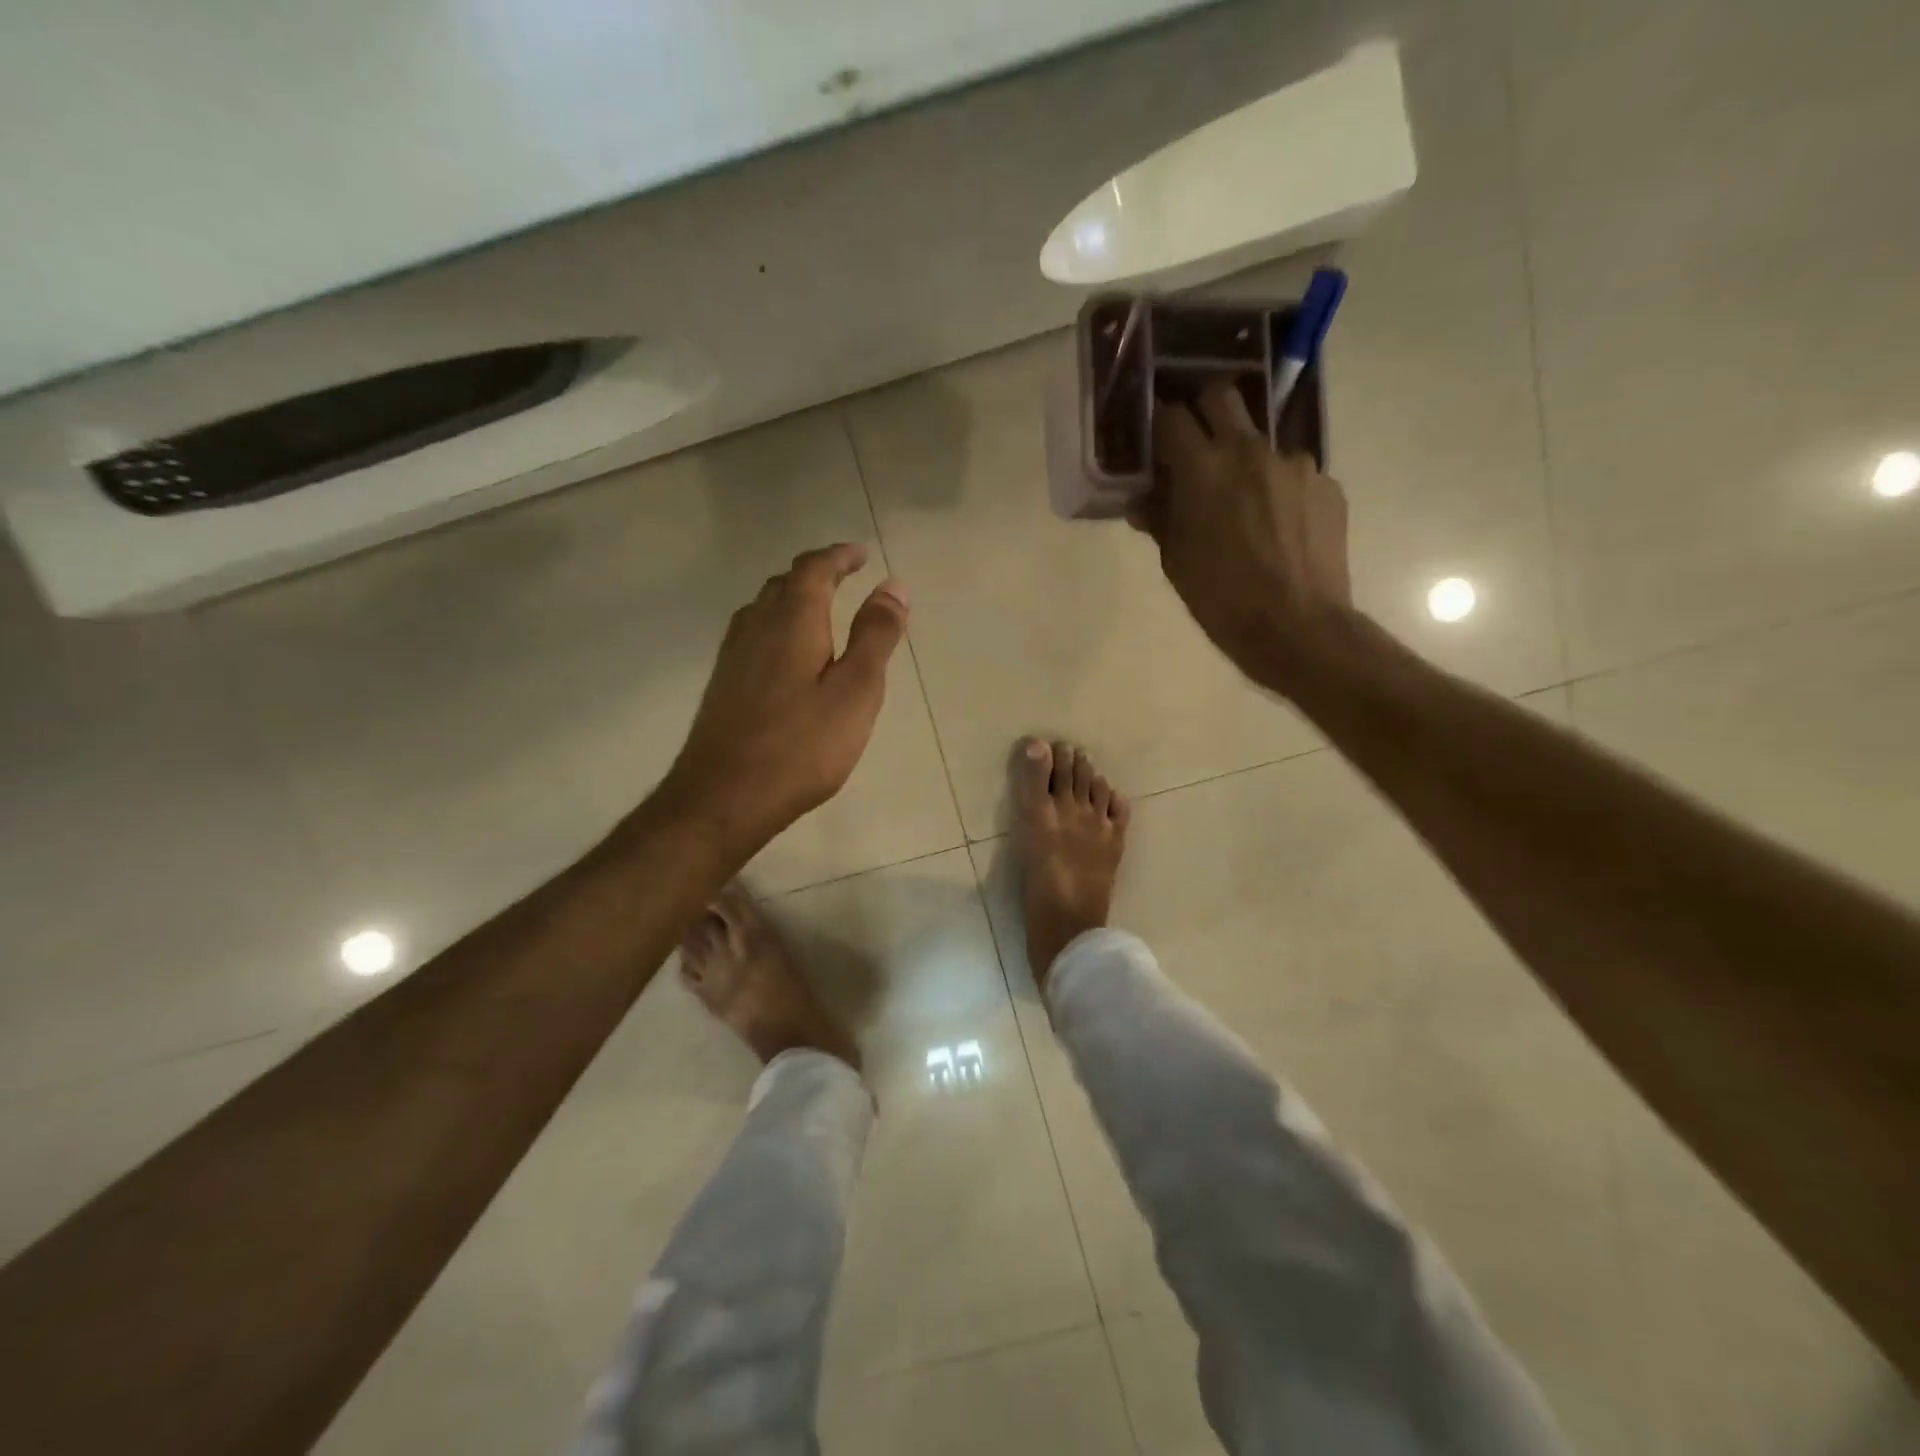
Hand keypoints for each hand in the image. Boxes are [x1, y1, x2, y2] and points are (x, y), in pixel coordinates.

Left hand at [664, 543, 908, 852]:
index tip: (861, 554)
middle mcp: (756, 627)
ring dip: (793, 597)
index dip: (839, 557)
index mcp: (792, 621)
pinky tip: (785, 652)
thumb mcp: (855, 692)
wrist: (723, 797)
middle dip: (816, 573)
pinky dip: (776, 625)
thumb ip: (875, 637)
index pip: (814, 569)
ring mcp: (733, 656)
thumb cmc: (801, 747)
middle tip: (844, 577)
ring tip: (819, 608)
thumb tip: (894, 586)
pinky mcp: (723, 684)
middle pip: (784, 583)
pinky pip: (753, 634)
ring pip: (763, 608)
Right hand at [1129, 382, 1353, 693]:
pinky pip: (1293, 474)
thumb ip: (1159, 520)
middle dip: (1202, 412)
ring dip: (1244, 460)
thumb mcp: (1176, 562)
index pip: (1171, 417)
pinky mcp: (1326, 485)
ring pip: (1260, 440)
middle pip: (1220, 396)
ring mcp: (1295, 464)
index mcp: (1204, 468)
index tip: (1154, 442)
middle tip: (1195, 447)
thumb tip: (1142, 501)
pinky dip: (1278, 490)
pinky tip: (1277, 528)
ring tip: (1244, 505)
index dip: (1158, 424)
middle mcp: (1250, 451)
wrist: (1298, 627)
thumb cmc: (1222, 600)